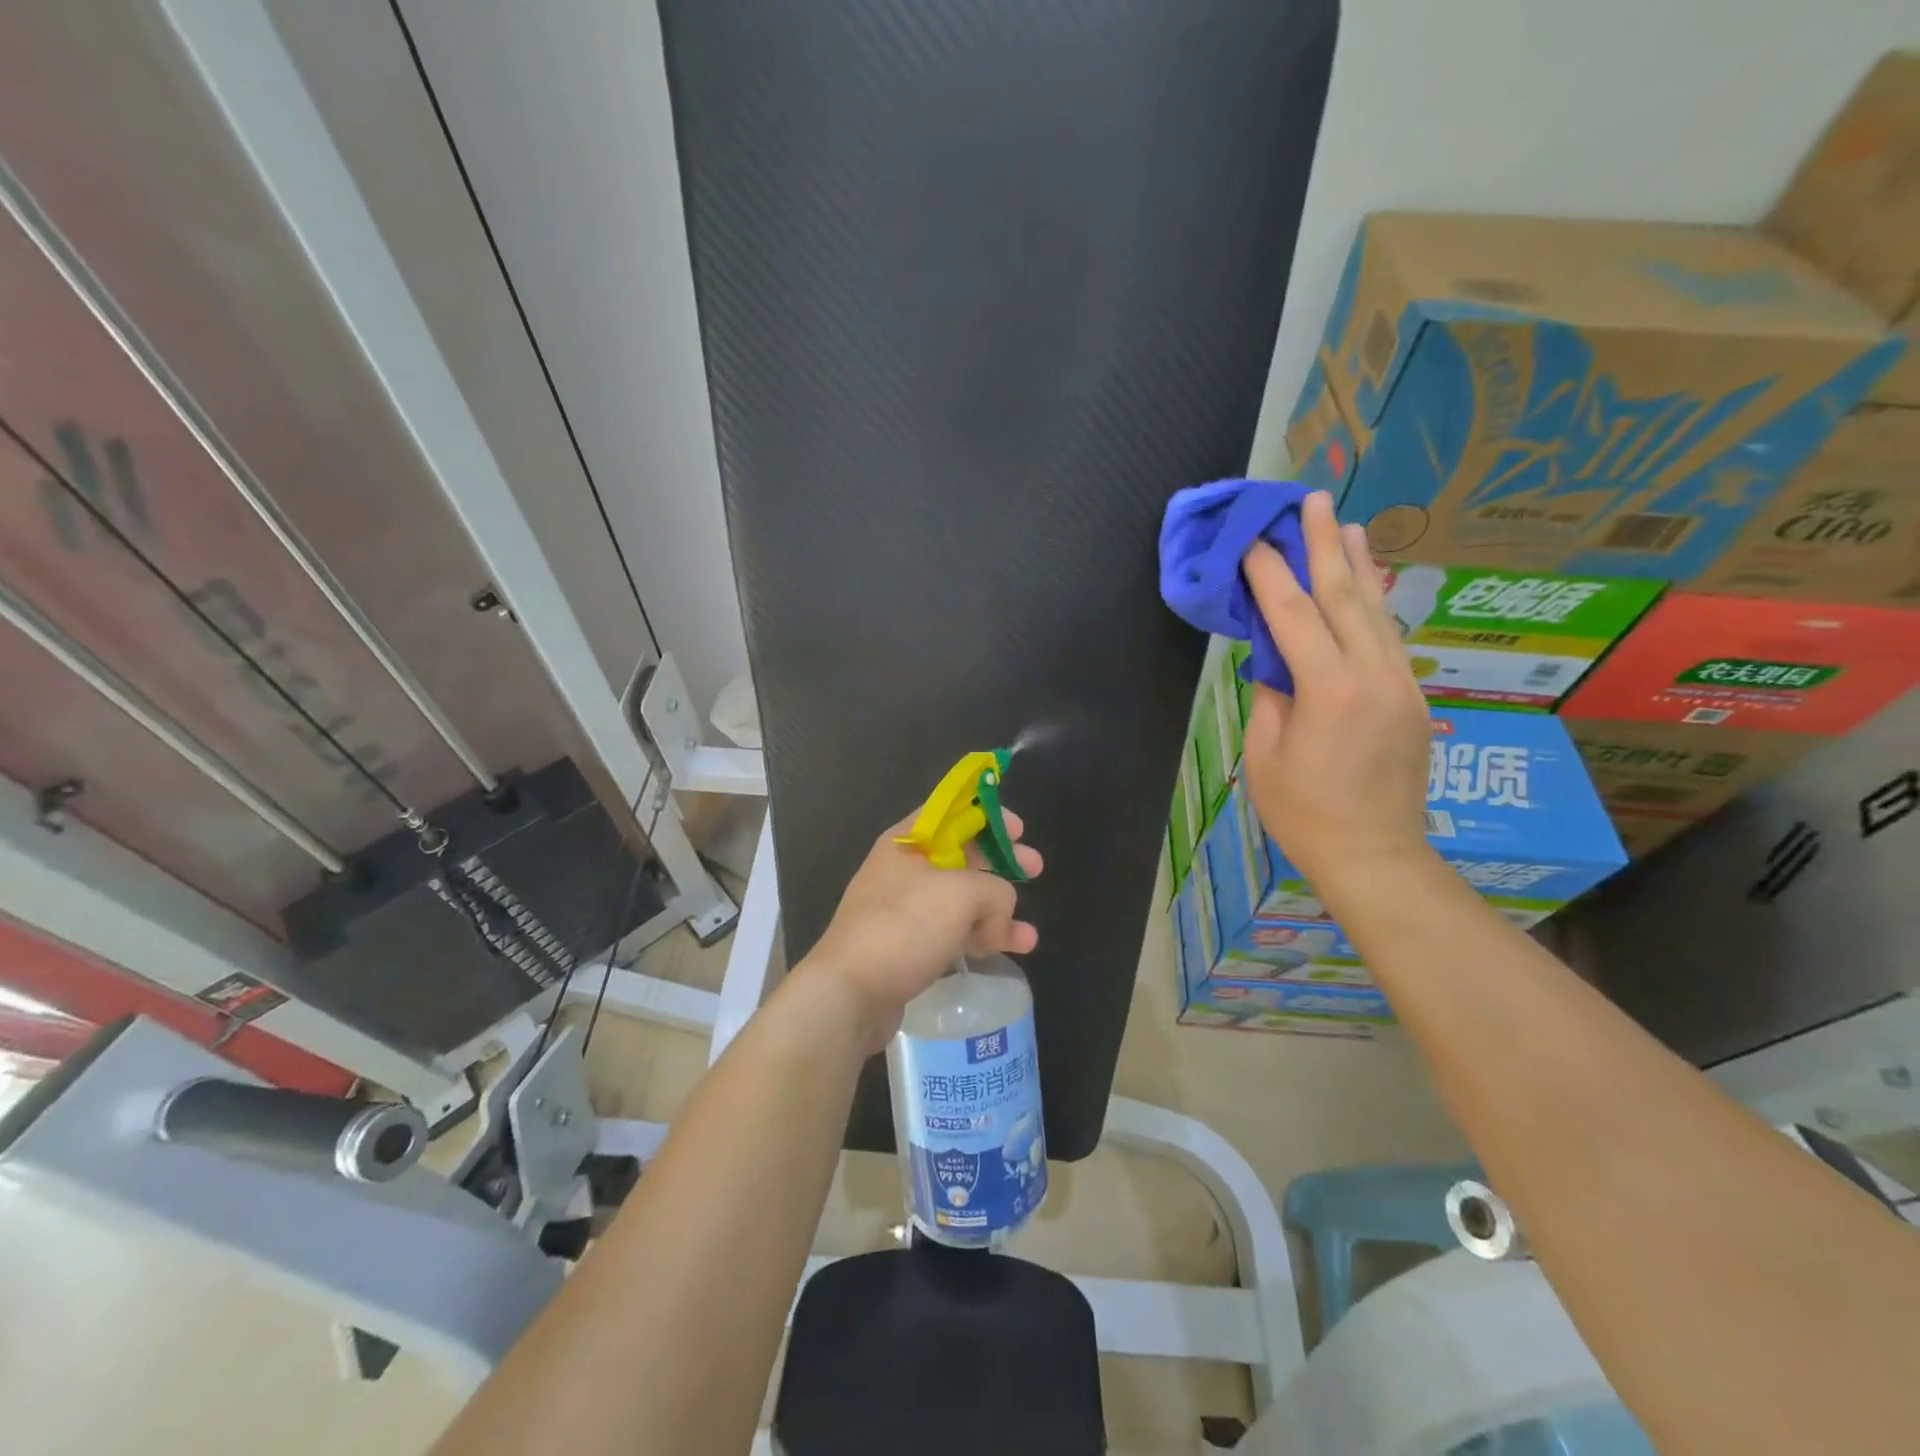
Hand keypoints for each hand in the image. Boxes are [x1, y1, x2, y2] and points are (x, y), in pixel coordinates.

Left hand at [804, 812, 1042, 1050]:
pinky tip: (1012, 950)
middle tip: (1035, 869)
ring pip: (962, 899)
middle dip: (1001, 863)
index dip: (988, 815)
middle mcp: (905, 869)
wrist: (849, 993)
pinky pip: (954, 931)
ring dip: (998, 910)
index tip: (1019, 830)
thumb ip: (995, 890)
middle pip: (963, 855)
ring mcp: (906, 909)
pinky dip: (982, 937)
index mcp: (909, 841)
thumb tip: (1000, 912)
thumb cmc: (904, 927)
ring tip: (1025, 934)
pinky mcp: (910, 945)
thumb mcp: (960, 894)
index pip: (952, 812)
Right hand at [1240, 490, 1434, 895]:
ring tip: (1348, 525)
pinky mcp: (1413, 698)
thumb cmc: (1303, 813)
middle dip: (1325, 544)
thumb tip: (1277, 660)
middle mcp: (1373, 675)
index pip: (1293, 615)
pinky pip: (1390, 640)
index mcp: (1328, 690)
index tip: (1253, 540)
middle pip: (1346, 596)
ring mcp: (1401, 684)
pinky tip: (1368, 587)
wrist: (1375, 855)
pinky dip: (1374, 606)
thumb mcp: (1265, 756)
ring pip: (1377, 611)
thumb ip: (1271, 697)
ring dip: (1360, 565)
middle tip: (1313, 500)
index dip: (1270, 573)